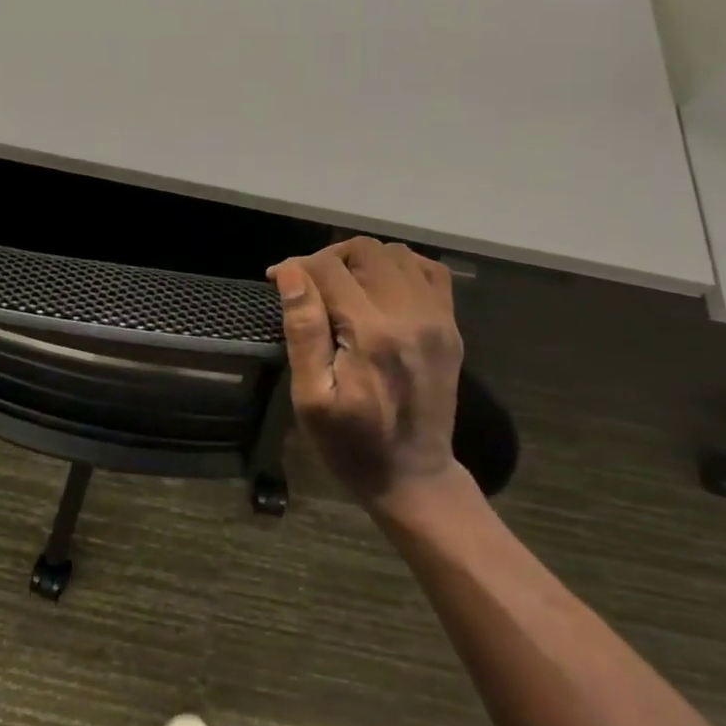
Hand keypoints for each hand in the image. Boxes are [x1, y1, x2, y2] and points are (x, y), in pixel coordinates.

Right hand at [269, 238, 464, 509]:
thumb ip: (303, 330)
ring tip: (340, 285)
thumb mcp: (311, 397)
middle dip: (328, 257)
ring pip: (397, 253)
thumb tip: (289, 274)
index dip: (295, 266)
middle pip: (365, 250)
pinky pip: (430, 270)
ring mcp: (437, 319)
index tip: (275, 280)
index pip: (329, 268)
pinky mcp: (450, 327)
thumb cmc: (350, 443)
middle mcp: (410, 315)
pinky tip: (380, 286)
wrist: (413, 475)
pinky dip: (401, 266)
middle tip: (307, 284)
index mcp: (372, 333)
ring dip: (362, 260)